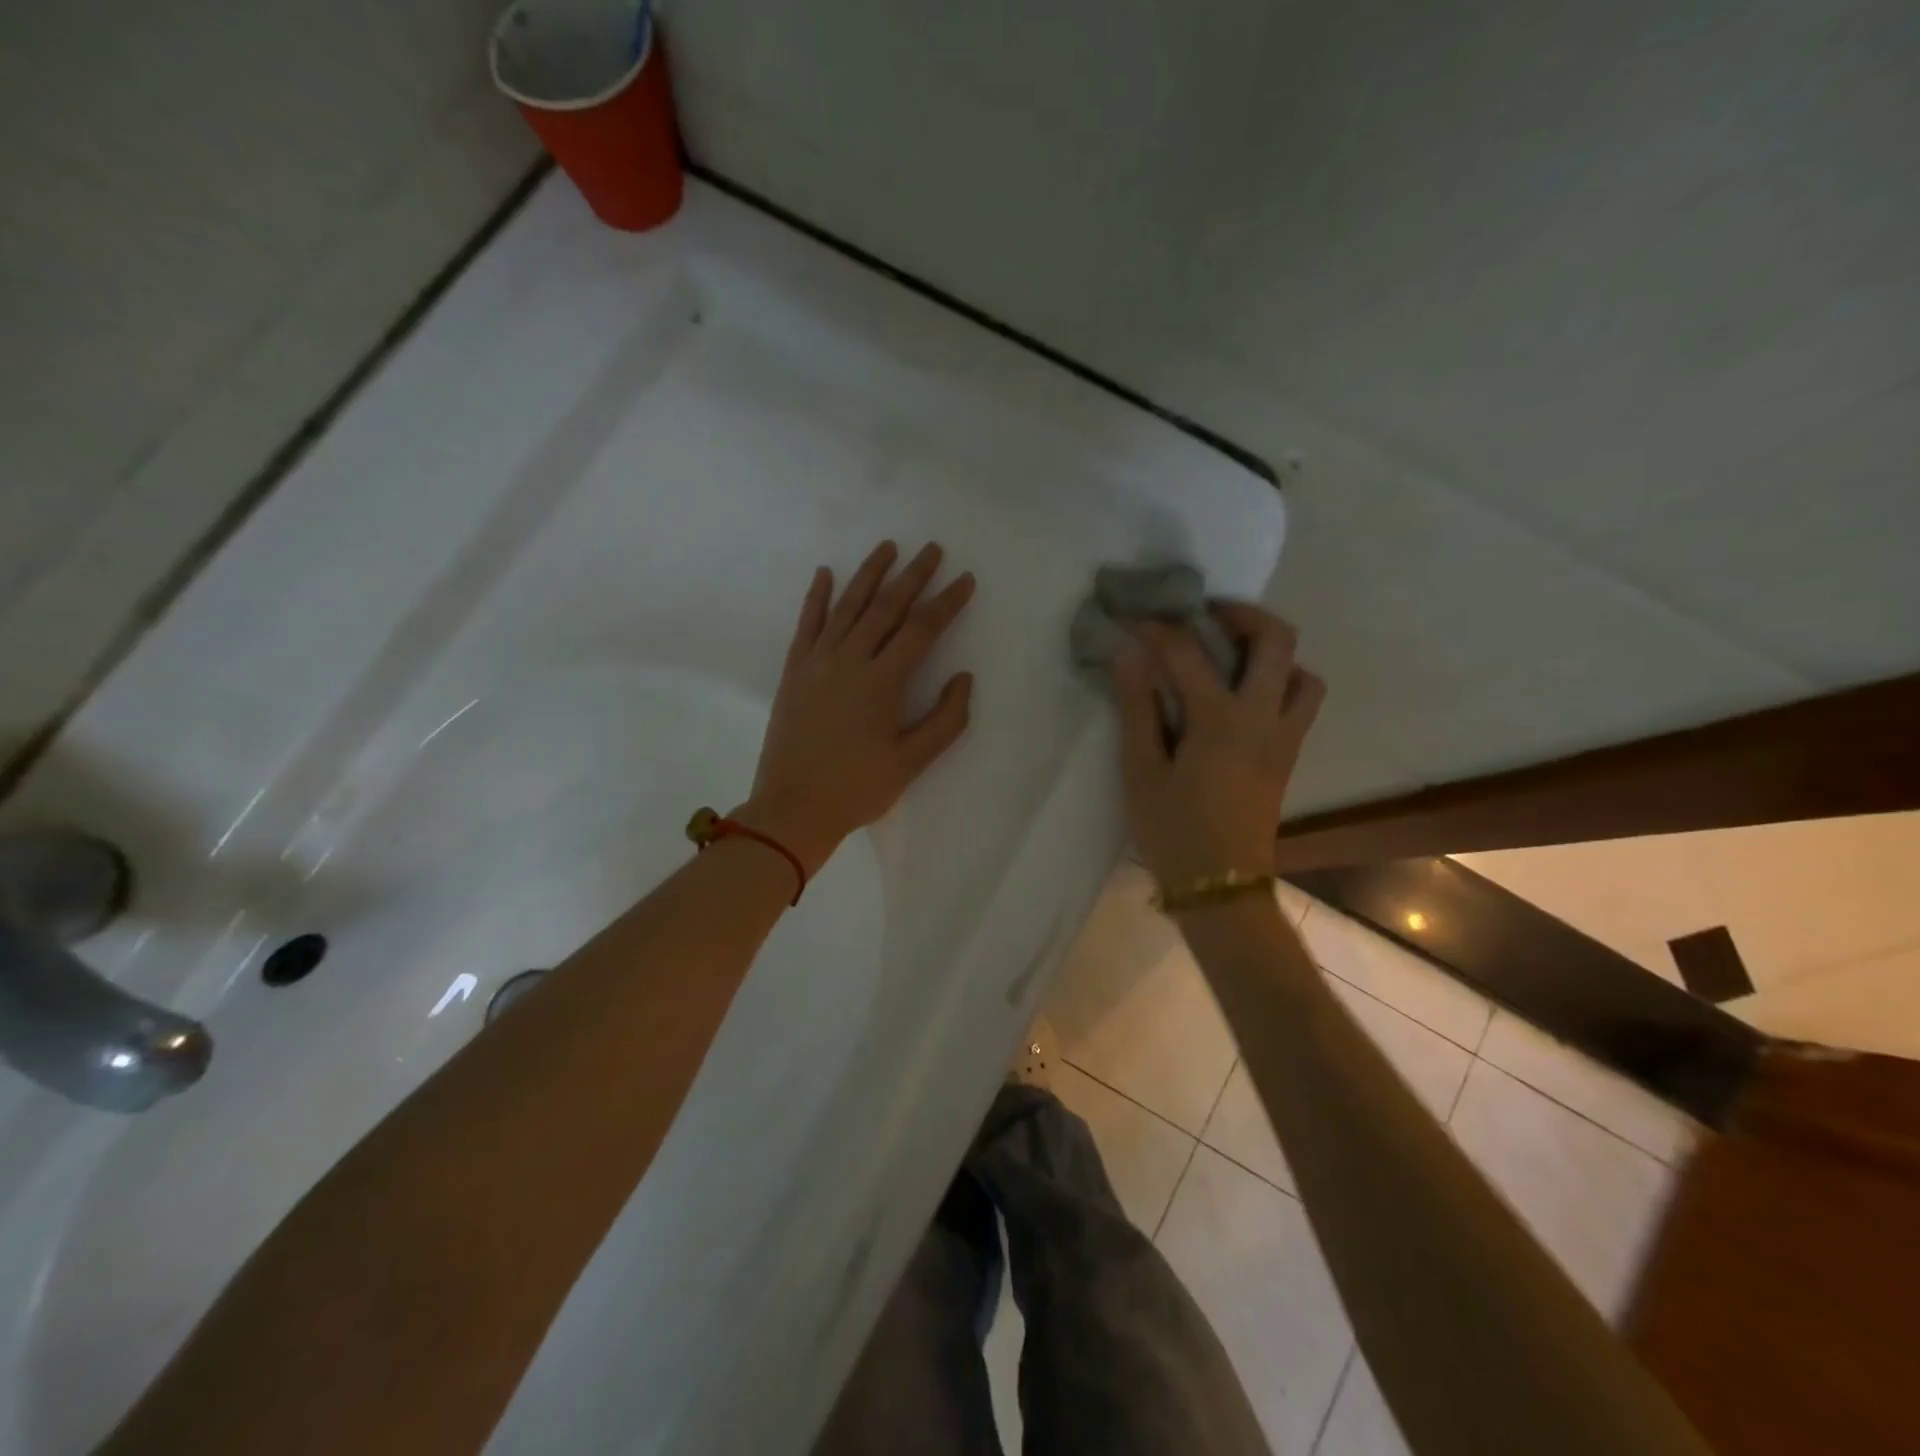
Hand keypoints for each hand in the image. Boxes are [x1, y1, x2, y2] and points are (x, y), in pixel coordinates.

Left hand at [740, 541, 975, 874]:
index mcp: (882, 682)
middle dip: (913, 576)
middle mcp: (849, 660)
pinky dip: (817, 597)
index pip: (921, 629)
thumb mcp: (911, 763)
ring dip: (869, 574)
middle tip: (932, 550)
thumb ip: (945, 719)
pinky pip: (807, 624)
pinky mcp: (795, 671)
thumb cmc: (857, 789)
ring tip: (888, 547)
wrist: (792, 809)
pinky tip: (825, 574)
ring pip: (847, 606)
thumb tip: (964, 678)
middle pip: (886, 607)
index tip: (965, 580)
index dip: (946, 603)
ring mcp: (817, 662)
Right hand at [1112, 602, 1324, 887]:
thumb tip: (1127, 655)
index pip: (1187, 652)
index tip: (1133, 617)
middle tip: (1204, 613)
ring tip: (1232, 653)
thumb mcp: (1141, 771)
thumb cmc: (1172, 831)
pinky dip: (1280, 680)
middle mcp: (1263, 717)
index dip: (1156, 628)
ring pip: (1302, 671)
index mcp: (1219, 720)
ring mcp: (1284, 736)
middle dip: (1241, 613)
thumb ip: (1137, 708)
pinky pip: (1301, 700)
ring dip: (1272, 650)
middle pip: (1276, 640)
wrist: (1220, 887)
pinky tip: (1242, 694)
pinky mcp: (1288, 755)